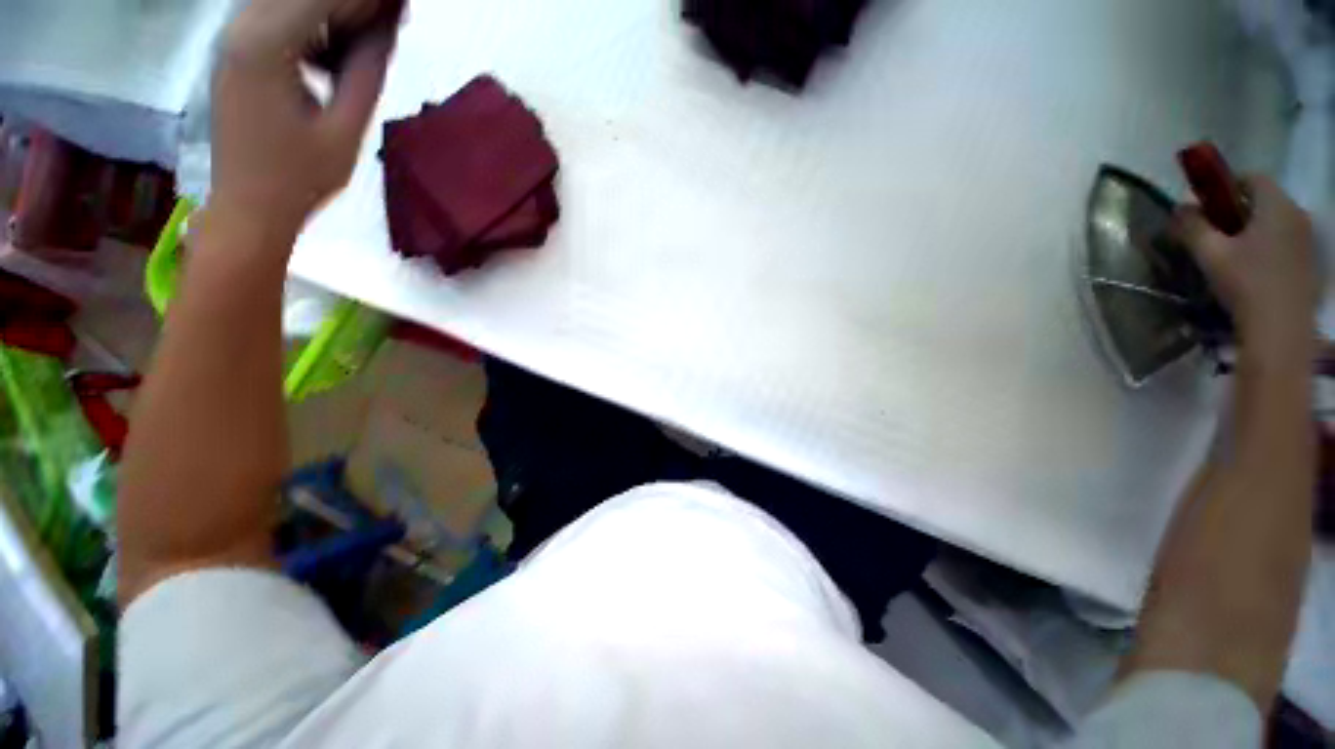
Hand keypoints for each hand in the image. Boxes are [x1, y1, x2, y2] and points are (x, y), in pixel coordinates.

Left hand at [209, 0, 397, 238]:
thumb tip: (388, 27)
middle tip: (393, 18)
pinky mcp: (237, 54)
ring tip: (374, 37)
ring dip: (335, 14)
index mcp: (265, 44)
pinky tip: (338, 54)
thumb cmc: (300, 178)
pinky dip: (315, 27)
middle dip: (354, 4)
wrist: (249, 208)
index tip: (402, 7)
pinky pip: (280, 22)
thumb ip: (366, 71)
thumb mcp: (346, 129)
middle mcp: (241, 27)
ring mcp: (235, 39)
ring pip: (292, 3)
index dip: (369, 1)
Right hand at [1175, 176, 1320, 366]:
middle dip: (1240, 210)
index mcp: (1275, 205)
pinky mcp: (1311, 261)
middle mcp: (1297, 214)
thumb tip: (1179, 208)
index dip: (1227, 185)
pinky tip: (1254, 270)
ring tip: (1234, 254)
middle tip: (1217, 232)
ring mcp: (1309, 239)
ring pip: (1277, 222)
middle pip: (1266, 200)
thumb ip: (1192, 226)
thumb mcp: (1209, 253)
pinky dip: (1269, 247)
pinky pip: (1287, 242)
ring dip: (1255, 230)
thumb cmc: (1245, 284)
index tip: (1208, 205)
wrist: (1281, 329)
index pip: (1251, 177)